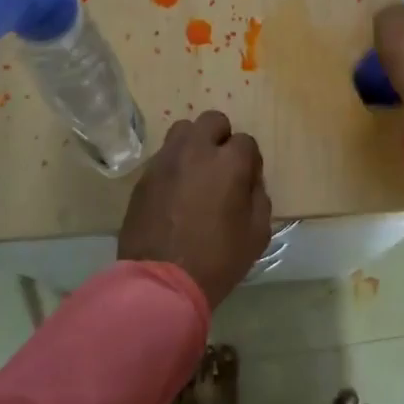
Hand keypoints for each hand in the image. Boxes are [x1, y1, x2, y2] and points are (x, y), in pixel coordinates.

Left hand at [118, 110, 272, 308]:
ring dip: (194, 144)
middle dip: (222, 138)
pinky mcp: (144, 176)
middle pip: (213, 121)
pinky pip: (163, 156)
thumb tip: (250, 183)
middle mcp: (196, 151)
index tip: (247, 183)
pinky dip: (173, 165)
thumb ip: (259, 198)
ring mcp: (166, 161)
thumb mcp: (257, 234)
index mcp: (229, 163)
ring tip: (196, 172)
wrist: (161, 282)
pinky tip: (175, 191)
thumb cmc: (217, 260)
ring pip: (183, 130)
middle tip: (222, 168)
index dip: (250, 161)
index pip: (246, 141)